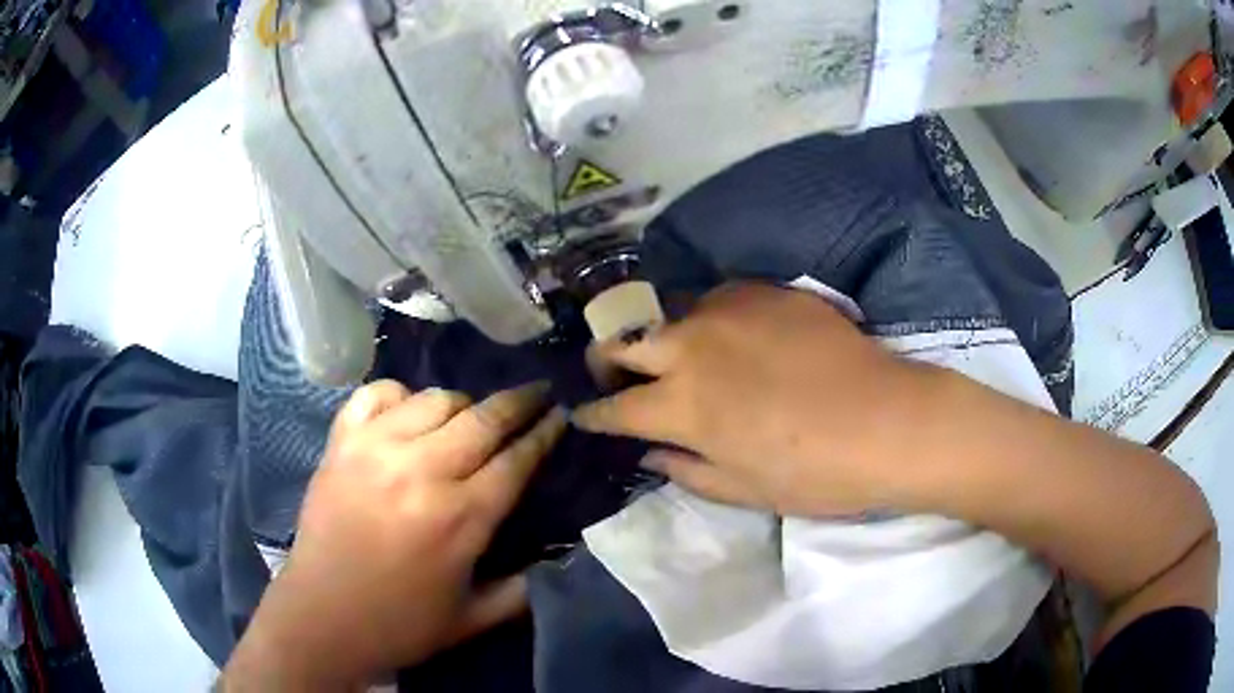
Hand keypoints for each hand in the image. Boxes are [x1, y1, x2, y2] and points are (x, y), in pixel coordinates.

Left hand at [223, 381, 566, 688]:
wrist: (321, 617)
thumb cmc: (400, 623)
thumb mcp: (474, 619)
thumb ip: (523, 589)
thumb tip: (557, 557)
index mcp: (460, 518)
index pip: (516, 459)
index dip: (544, 433)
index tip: (561, 414)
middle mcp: (421, 472)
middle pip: (483, 418)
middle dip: (519, 402)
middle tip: (536, 394)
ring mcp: (375, 450)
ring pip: (434, 400)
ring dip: (462, 404)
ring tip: (469, 417)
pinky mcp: (340, 443)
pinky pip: (376, 394)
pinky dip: (398, 395)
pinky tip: (407, 412)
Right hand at [575, 283, 938, 516]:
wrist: (888, 421)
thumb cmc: (814, 473)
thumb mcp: (742, 488)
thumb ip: (684, 469)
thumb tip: (649, 452)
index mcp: (681, 406)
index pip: (614, 407)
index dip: (594, 414)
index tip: (585, 414)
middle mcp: (691, 348)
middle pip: (621, 342)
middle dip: (605, 360)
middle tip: (612, 373)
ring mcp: (727, 311)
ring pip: (669, 315)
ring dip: (661, 338)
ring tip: (679, 355)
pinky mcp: (764, 291)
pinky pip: (718, 298)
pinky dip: (710, 319)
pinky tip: (732, 334)